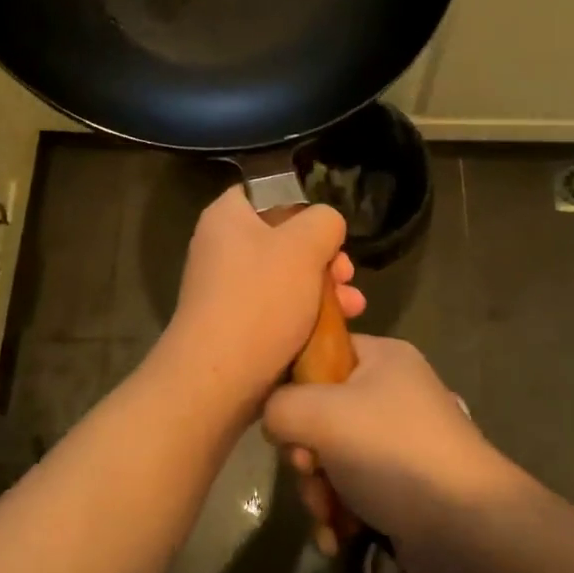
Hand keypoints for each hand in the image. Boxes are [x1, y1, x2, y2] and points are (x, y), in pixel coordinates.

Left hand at [161, 187, 364, 406]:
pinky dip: (308, 314)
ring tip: (354, 306)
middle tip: (347, 273)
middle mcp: (222, 248)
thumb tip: (326, 226)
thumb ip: (324, 221)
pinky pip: (279, 308)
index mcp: (227, 217)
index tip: (328, 230)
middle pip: (284, 238)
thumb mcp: (304, 246)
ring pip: (288, 277)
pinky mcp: (238, 325)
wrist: (219, 379)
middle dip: (325, 257)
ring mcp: (228, 289)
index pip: (266, 193)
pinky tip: (339, 327)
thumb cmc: (260, 299)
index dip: (303, 206)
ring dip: (325, 288)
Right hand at [262, 335, 518, 556]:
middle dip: (305, 452)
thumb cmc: (393, 453)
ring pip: (332, 456)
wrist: (468, 530)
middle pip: (320, 412)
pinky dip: (340, 513)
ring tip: (328, 516)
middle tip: (309, 472)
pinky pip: (353, 489)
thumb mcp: (323, 414)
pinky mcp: (402, 485)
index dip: (293, 385)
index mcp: (382, 357)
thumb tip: (276, 421)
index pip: (320, 352)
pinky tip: (337, 538)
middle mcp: (391, 392)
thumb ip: (280, 406)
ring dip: (319, 490)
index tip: (286, 422)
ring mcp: (399, 441)